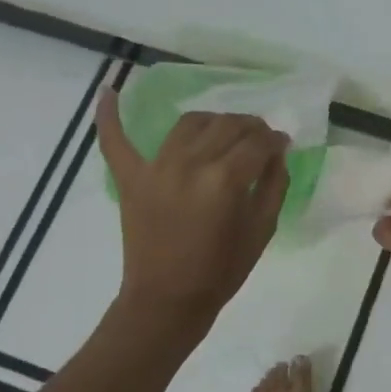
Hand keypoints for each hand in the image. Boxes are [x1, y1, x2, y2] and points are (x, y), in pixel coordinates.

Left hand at [98, 88, 290, 318]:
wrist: (167, 301)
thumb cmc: (221, 271)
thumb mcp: (262, 230)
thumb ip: (274, 185)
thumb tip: (277, 152)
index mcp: (225, 180)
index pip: (258, 143)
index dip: (275, 141)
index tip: (282, 146)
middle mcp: (189, 163)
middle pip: (227, 125)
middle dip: (250, 128)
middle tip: (259, 141)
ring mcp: (155, 167)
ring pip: (190, 123)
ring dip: (213, 121)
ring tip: (223, 132)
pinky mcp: (130, 178)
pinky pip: (115, 140)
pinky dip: (108, 115)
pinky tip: (108, 89)